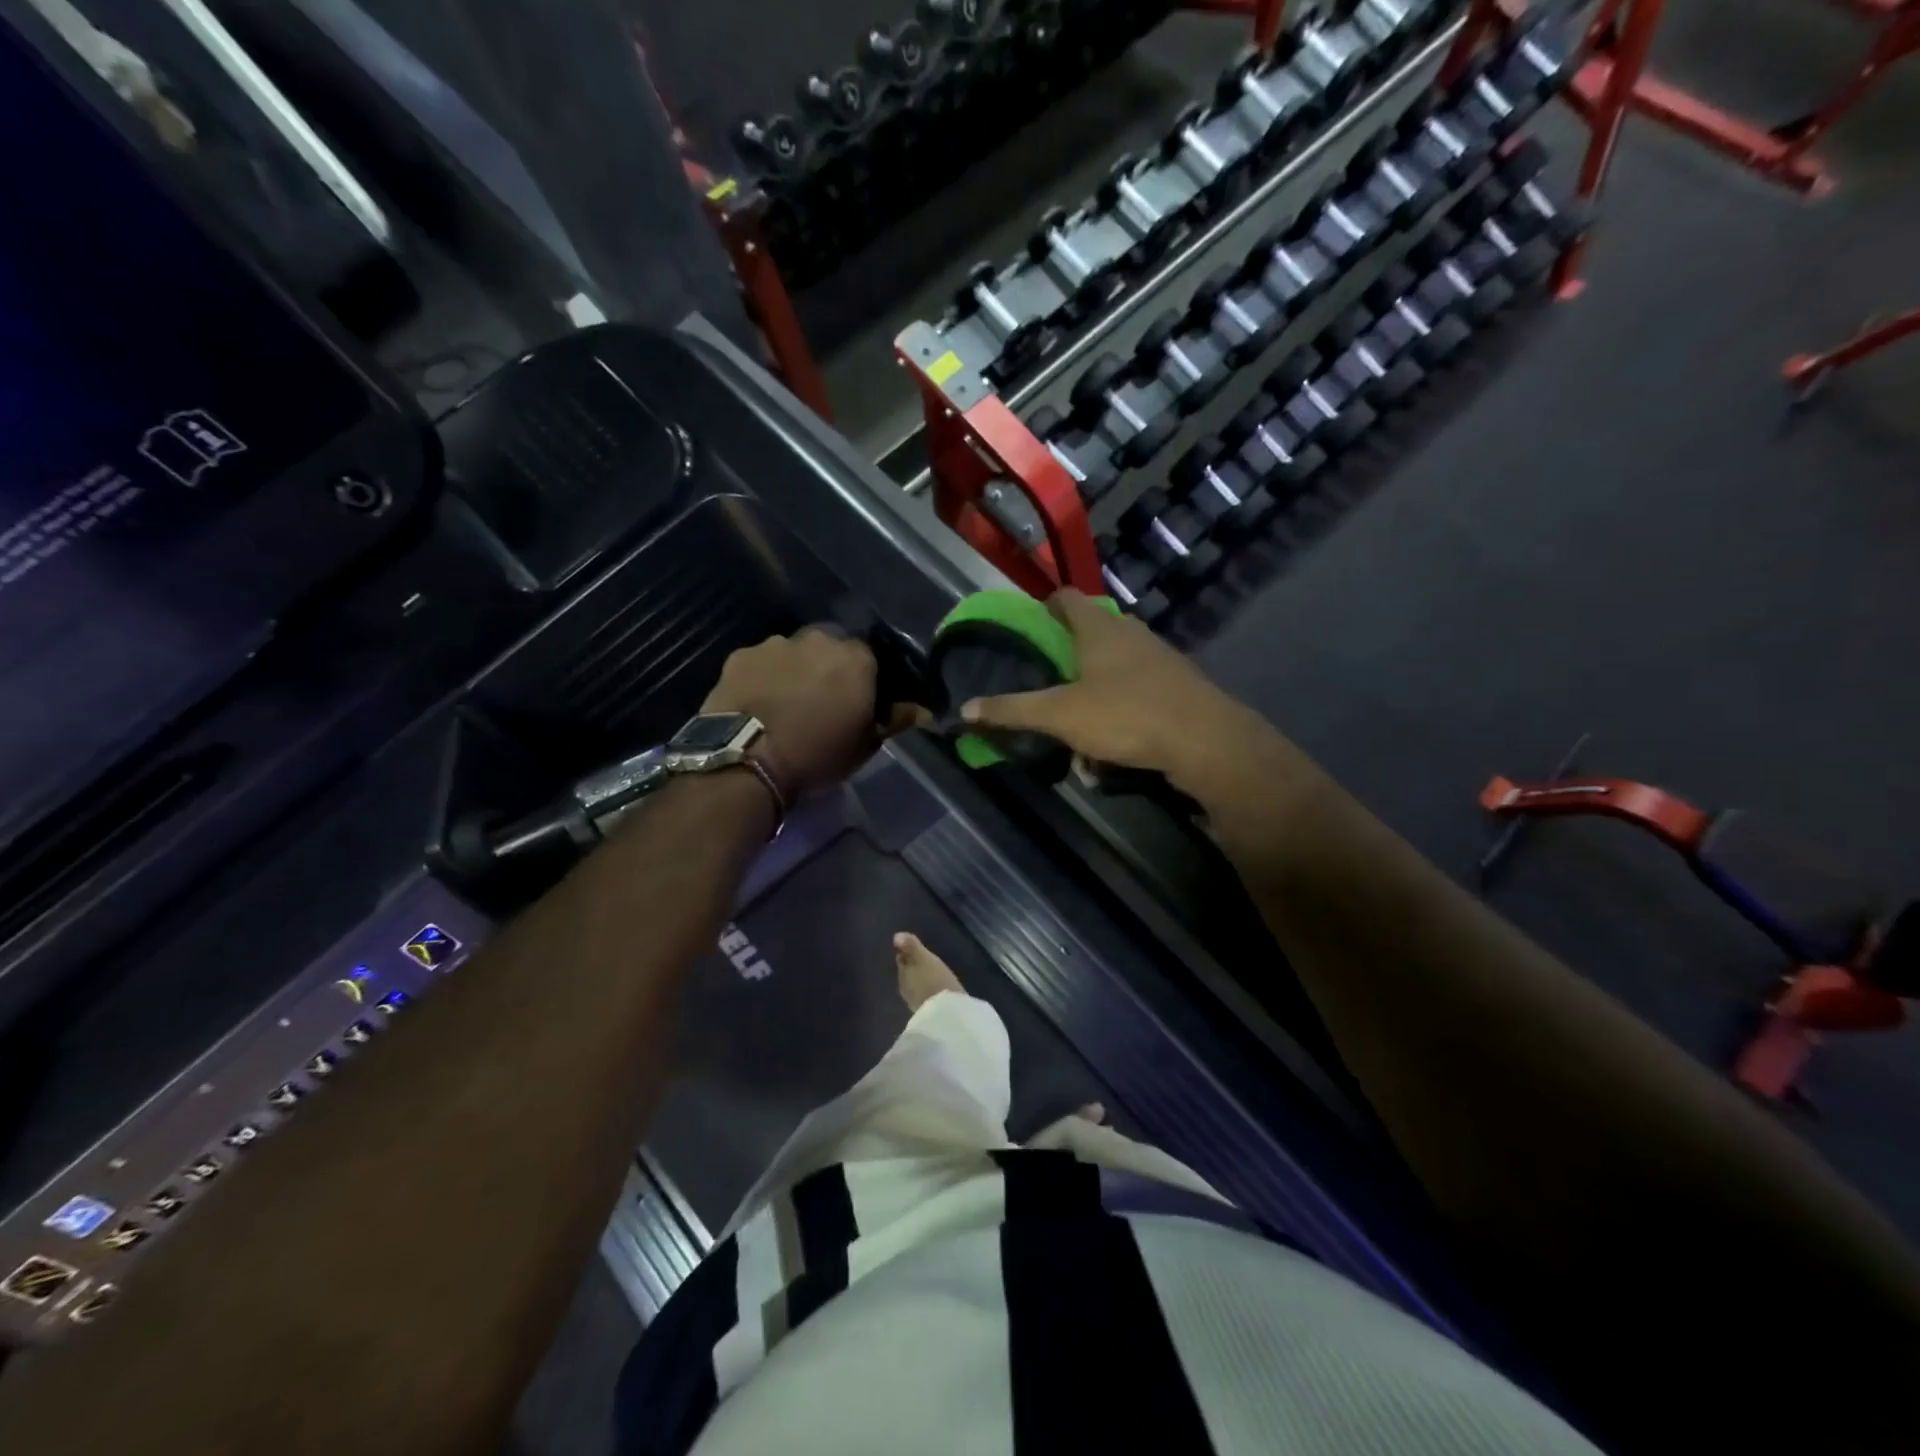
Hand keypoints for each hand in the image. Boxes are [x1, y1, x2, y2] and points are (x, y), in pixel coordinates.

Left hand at [702, 628, 880, 798]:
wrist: (747, 758)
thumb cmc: (817, 753)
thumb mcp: (865, 745)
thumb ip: (895, 719)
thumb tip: (924, 711)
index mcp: (856, 658)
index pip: (870, 658)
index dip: (864, 679)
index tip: (858, 700)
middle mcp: (819, 640)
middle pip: (830, 648)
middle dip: (829, 668)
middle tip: (822, 700)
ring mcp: (775, 644)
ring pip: (794, 652)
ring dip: (795, 669)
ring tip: (786, 702)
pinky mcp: (741, 655)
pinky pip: (761, 662)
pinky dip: (763, 676)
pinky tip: (758, 701)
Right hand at [959, 590, 1285, 805]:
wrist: (1206, 742)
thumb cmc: (1126, 715)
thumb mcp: (1060, 715)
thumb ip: (1012, 710)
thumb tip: (964, 709)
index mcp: (1099, 628)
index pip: (1066, 599)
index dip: (1044, 607)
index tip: (1028, 626)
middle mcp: (1130, 634)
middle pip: (1090, 635)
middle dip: (1066, 662)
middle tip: (1045, 686)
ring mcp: (1159, 659)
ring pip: (1114, 671)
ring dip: (1092, 698)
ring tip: (1077, 735)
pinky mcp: (1178, 687)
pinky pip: (1136, 695)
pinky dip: (1119, 716)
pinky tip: (1112, 754)